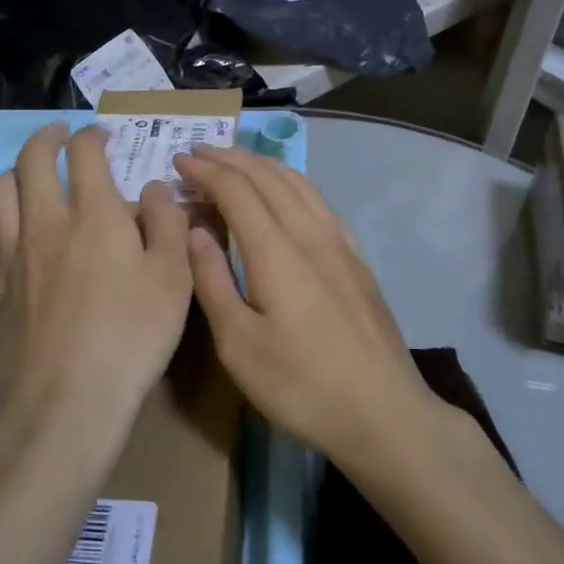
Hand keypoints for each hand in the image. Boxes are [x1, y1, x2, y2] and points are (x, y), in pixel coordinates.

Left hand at [0, 122, 192, 436]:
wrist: (64, 405)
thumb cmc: (131, 338)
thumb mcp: (174, 279)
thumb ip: (168, 223)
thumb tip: (154, 188)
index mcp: (94, 215)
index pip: (84, 153)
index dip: (92, 135)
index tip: (102, 136)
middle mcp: (45, 224)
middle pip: (31, 160)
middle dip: (46, 137)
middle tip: (59, 136)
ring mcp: (10, 256)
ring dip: (15, 172)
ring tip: (30, 177)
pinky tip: (8, 233)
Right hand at [174, 145, 440, 471]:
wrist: (384, 412)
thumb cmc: (302, 385)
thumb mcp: (239, 346)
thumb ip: (213, 281)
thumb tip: (194, 230)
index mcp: (276, 251)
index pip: (236, 190)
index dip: (205, 170)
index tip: (178, 160)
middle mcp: (309, 233)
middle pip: (267, 176)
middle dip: (229, 158)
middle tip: (198, 151)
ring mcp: (339, 242)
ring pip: (297, 182)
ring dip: (262, 164)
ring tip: (236, 160)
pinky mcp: (356, 257)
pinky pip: (319, 200)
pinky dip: (293, 182)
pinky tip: (287, 191)